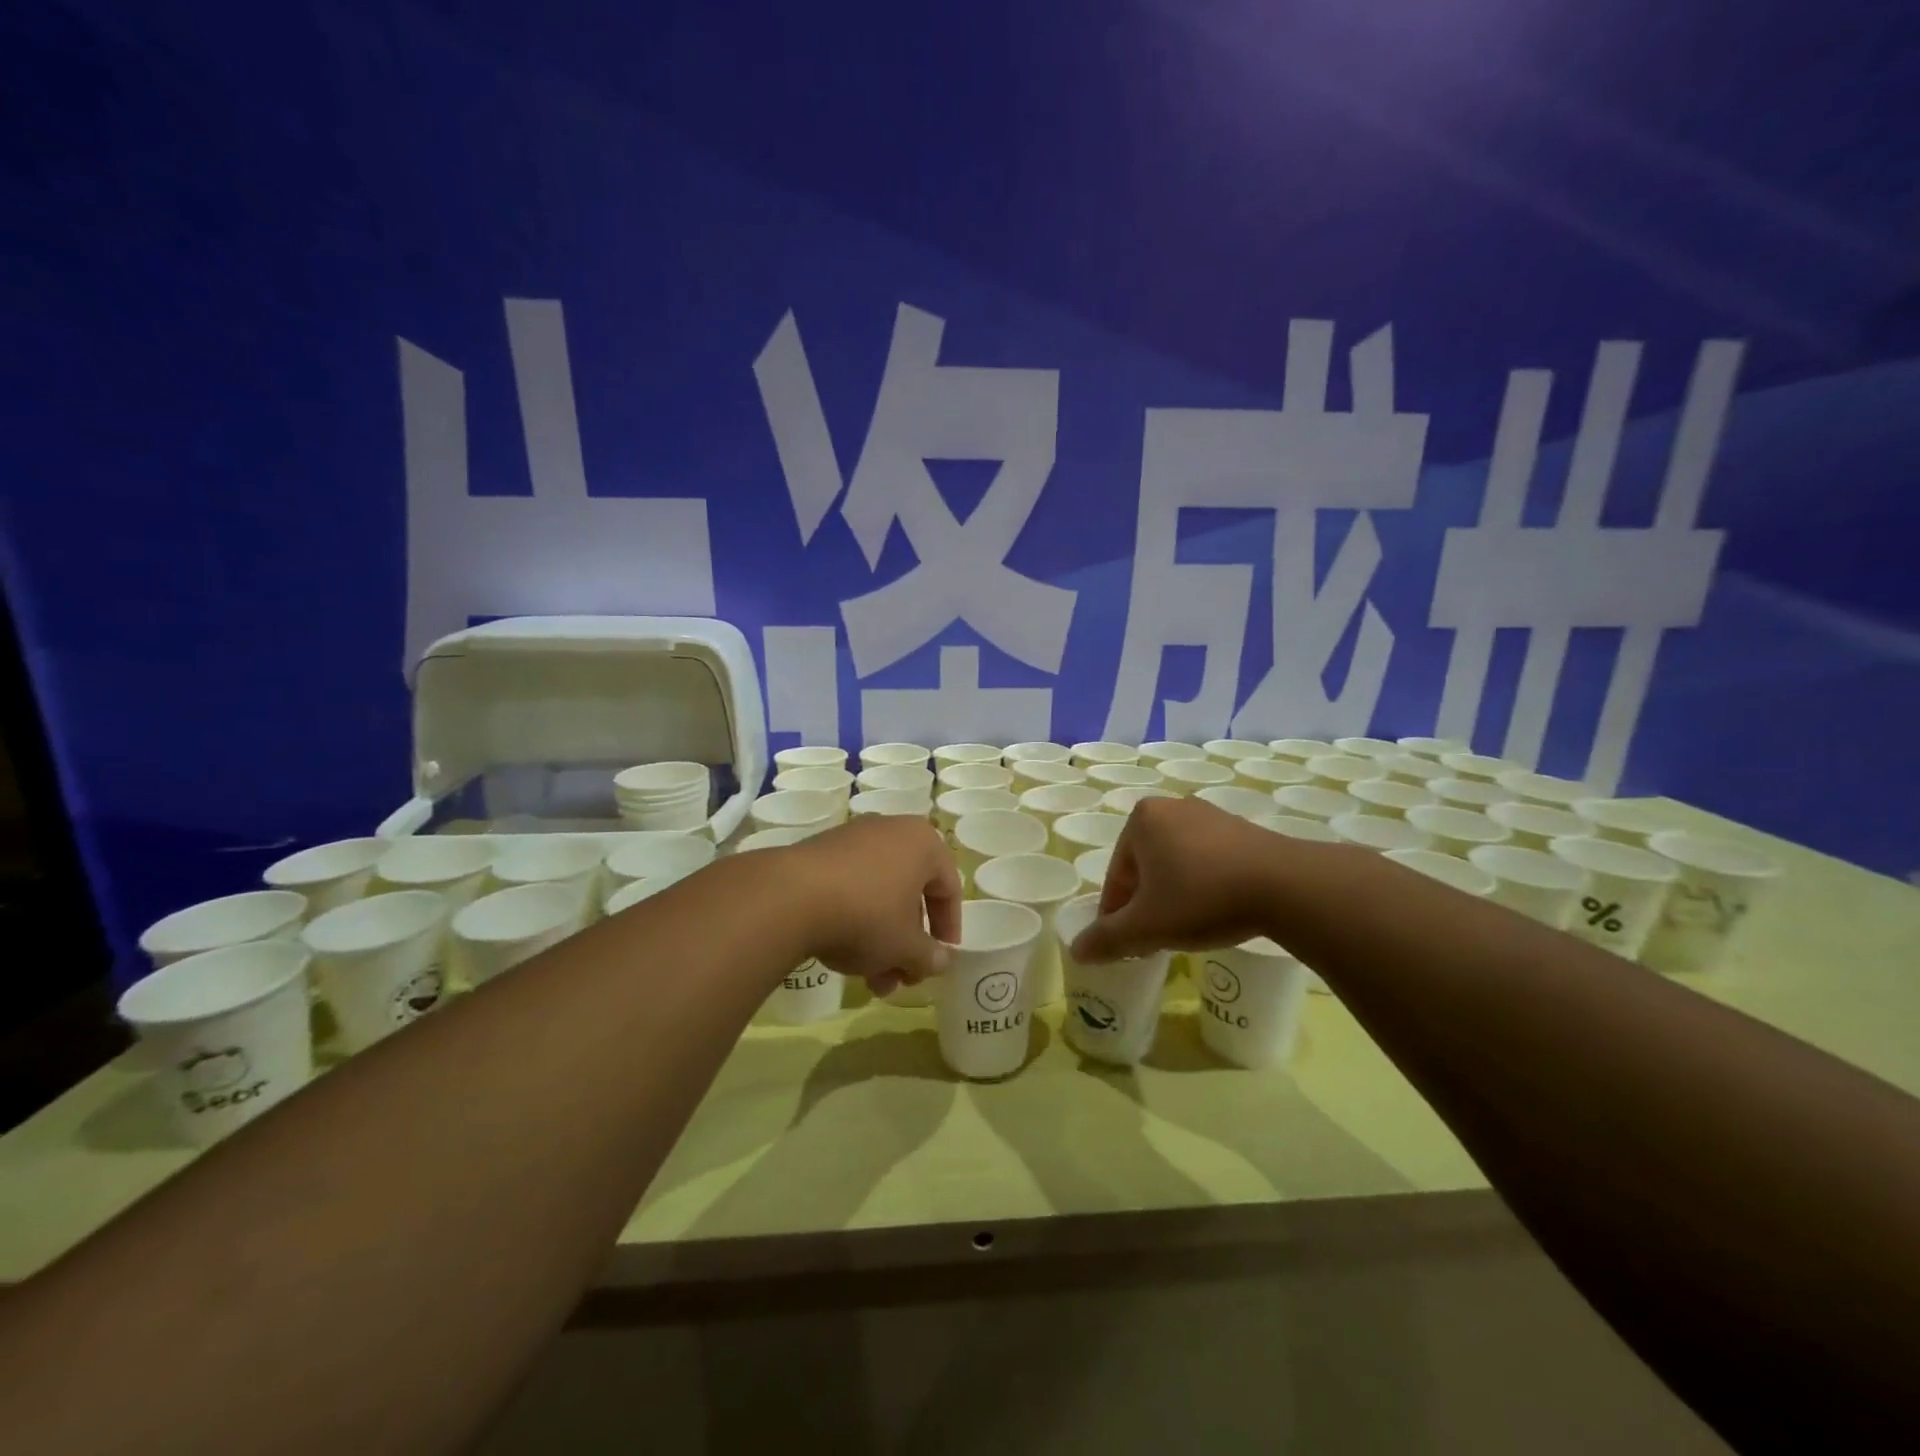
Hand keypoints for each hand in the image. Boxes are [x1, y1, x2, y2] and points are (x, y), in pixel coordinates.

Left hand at [785, 815, 962, 994]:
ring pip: (879, 894)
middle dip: (908, 941)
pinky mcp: (819, 851)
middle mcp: (890, 831)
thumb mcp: (906, 946)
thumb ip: (930, 956)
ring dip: (881, 939)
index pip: (948, 888)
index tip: (940, 958)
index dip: (948, 928)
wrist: (790, 897)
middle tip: (902, 977)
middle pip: (910, 893)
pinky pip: (850, 886)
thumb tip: (941, 961)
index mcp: (923, 843)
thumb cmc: (867, 915)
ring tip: (871, 982)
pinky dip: (854, 919)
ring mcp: (852, 839)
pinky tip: (842, 955)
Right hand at [1071, 796, 1291, 962]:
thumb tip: (1077, 950)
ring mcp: (1210, 814)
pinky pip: (1208, 860)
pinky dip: (1204, 884)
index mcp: (1141, 820)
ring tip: (1187, 927)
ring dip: (1174, 893)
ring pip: (1177, 862)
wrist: (1285, 886)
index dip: (1117, 915)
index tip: (1126, 944)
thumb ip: (1108, 938)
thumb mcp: (1147, 926)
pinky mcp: (1243, 829)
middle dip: (1146, 902)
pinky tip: (1218, 910)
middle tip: (1156, 937)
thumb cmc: (1201, 898)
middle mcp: (1172, 807)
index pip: (1116, 875)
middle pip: (1145, 866)